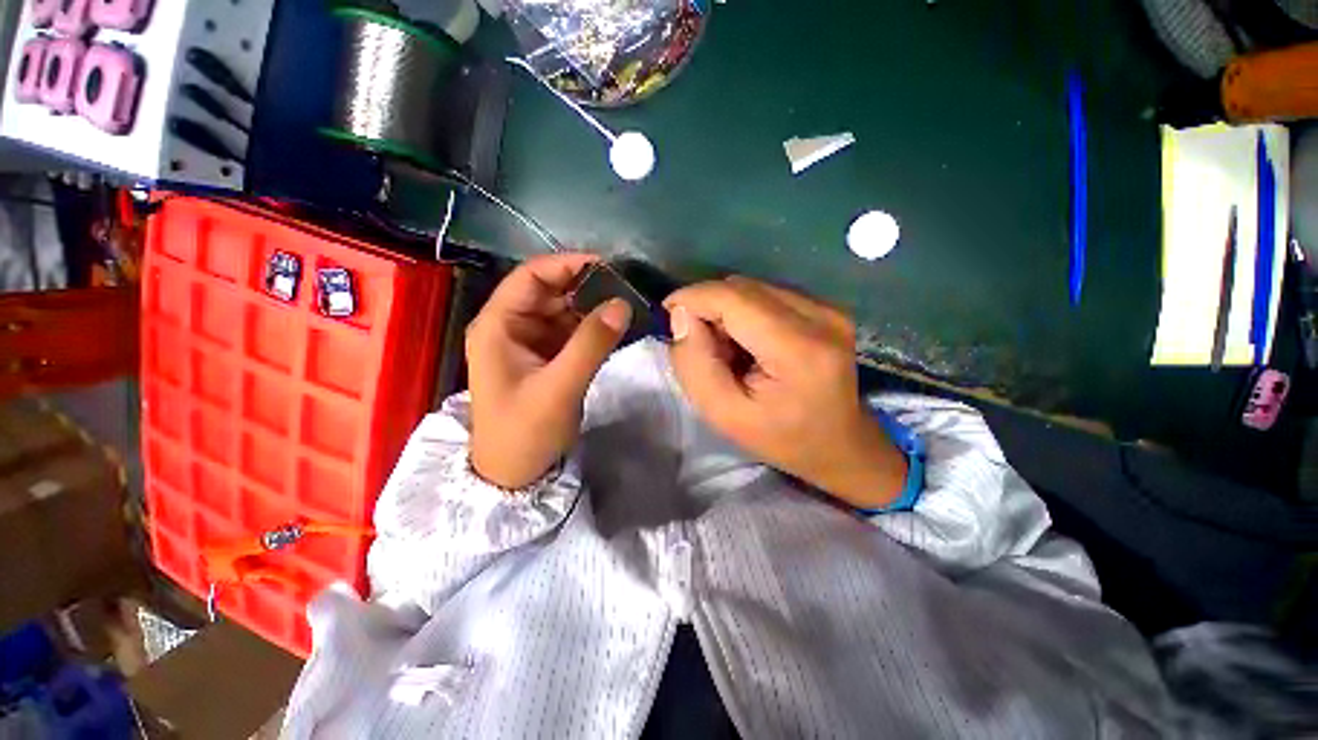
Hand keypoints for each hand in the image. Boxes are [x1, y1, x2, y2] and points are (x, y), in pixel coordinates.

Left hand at [466, 254, 631, 488]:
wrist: (515, 473)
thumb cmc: (525, 432)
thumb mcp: (558, 388)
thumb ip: (591, 344)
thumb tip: (622, 304)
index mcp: (498, 325)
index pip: (531, 277)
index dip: (567, 265)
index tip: (607, 266)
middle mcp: (511, 326)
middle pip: (549, 291)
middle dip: (585, 287)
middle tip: (625, 289)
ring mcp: (529, 341)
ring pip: (563, 310)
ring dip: (592, 307)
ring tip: (626, 307)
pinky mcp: (546, 356)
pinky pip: (571, 331)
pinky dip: (592, 328)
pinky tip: (614, 328)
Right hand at [664, 277, 905, 509]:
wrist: (841, 446)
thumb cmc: (781, 438)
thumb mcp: (725, 415)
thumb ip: (694, 365)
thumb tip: (681, 316)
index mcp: (797, 349)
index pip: (733, 298)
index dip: (693, 298)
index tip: (668, 315)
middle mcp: (820, 317)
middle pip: (742, 287)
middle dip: (708, 307)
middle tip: (701, 345)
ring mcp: (828, 309)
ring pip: (754, 288)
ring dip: (727, 311)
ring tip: (729, 350)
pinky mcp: (827, 308)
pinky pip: (769, 294)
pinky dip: (747, 312)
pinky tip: (750, 343)